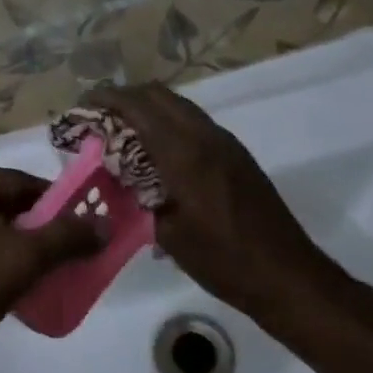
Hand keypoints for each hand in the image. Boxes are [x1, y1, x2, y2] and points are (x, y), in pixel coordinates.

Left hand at [0, 169, 102, 372]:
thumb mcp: (28, 256)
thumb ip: (68, 236)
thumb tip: (106, 223)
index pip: (22, 181)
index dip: (55, 202)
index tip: (81, 225)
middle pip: (6, 204)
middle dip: (39, 227)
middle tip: (69, 252)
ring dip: (19, 248)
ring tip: (47, 272)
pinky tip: (15, 288)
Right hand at [86, 83, 342, 326]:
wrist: (289, 277)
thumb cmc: (223, 260)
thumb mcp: (167, 233)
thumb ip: (137, 194)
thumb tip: (114, 173)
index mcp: (183, 152)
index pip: (137, 106)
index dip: (107, 98)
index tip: (83, 103)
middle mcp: (204, 135)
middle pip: (157, 94)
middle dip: (125, 96)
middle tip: (100, 113)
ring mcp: (224, 141)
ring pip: (177, 104)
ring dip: (148, 106)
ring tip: (123, 128)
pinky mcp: (236, 153)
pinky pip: (193, 120)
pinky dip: (168, 119)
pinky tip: (157, 148)